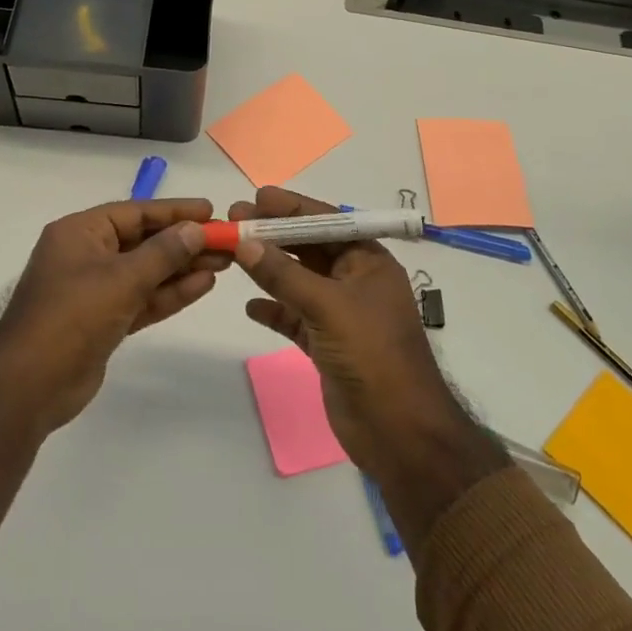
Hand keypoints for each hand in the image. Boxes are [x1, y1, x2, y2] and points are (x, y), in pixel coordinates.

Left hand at [0, 198, 224, 434]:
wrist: (30, 386)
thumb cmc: (72, 317)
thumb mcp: (122, 279)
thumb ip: (163, 253)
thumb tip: (196, 230)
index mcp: (80, 233)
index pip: (135, 212)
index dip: (174, 211)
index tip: (211, 211)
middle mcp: (86, 255)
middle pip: (143, 241)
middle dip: (184, 242)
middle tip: (227, 242)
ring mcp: (94, 290)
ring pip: (146, 272)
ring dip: (182, 268)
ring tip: (224, 263)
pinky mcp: (103, 321)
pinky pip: (141, 298)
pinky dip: (169, 293)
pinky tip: (202, 286)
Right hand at [232, 187, 511, 549]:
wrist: (399, 432)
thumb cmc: (372, 355)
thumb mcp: (328, 306)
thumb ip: (283, 274)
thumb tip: (244, 241)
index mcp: (368, 262)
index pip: (326, 222)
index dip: (290, 208)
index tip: (254, 198)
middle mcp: (354, 281)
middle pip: (308, 248)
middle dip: (273, 235)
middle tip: (233, 222)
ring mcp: (339, 314)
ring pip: (297, 281)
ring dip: (268, 268)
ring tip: (232, 253)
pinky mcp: (326, 344)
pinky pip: (294, 316)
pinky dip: (273, 309)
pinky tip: (250, 306)